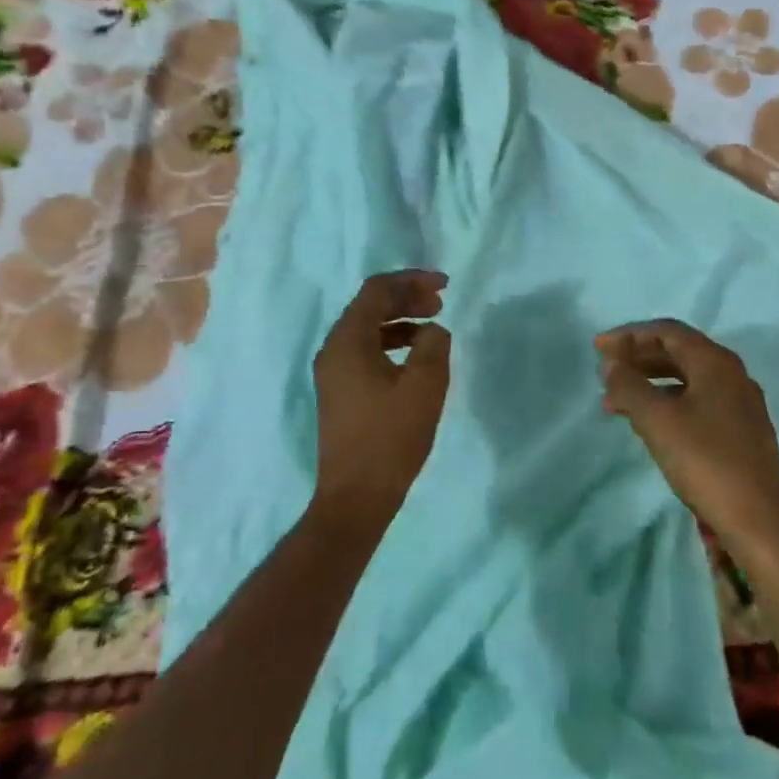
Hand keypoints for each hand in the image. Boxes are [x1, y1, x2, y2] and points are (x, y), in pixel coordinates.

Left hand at [311, 270, 451, 532]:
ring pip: (367, 330)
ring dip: (401, 322)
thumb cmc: (390, 438)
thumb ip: (432, 346)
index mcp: (347, 341)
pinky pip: (366, 352)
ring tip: (433, 328)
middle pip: (369, 306)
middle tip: (441, 304)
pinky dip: (392, 344)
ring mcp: (333, 373)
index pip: (376, 290)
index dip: (412, 281)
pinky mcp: (340, 393)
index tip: (445, 286)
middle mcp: (333, 350)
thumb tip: (432, 331)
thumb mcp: (423, 386)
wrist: (355, 497)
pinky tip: (416, 359)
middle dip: (406, 299)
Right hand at [595, 320, 778, 555]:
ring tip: (616, 402)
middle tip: (605, 371)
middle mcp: (732, 375)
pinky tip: (649, 424)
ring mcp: (740, 405)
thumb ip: (629, 386)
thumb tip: (611, 364)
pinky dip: (667, 403)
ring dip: (650, 383)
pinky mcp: (741, 432)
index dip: (629, 335)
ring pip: (687, 379)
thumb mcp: (657, 420)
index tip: (598, 348)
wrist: (761, 522)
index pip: (667, 332)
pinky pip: (696, 402)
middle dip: (638, 358)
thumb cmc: (706, 461)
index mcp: (716, 363)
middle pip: (678, 352)